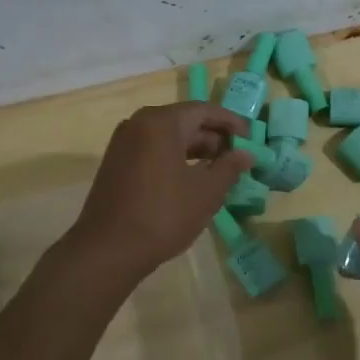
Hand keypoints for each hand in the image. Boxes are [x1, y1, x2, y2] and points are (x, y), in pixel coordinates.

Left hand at [67, 102, 253, 283]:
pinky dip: (174, 158)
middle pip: (184, 121)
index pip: (203, 110)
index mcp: (161, 122)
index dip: (230, 123)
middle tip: (237, 158)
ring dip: (194, 150)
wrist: (108, 249)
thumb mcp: (206, 192)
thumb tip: (246, 154)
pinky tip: (190, 180)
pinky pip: (152, 150)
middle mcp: (138, 124)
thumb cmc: (163, 215)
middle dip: (213, 138)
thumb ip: (229, 167)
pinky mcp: (116, 162)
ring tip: (218, 171)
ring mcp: (123, 143)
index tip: (251, 139)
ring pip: (167, 137)